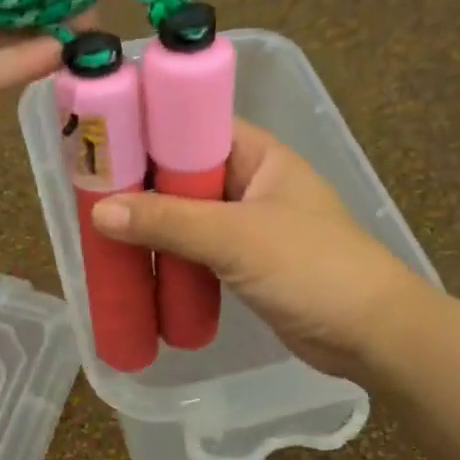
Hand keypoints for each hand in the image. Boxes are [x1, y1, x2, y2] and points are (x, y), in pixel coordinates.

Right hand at [90, 119, 421, 381]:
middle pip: (184, 172)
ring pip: (187, 214)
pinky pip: (195, 249)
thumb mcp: (237, 238)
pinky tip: (134, 264)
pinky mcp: (244, 263)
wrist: (372, 335)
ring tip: (99, 228)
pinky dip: (168, 254)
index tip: (101, 141)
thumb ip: (169, 223)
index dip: (149, 127)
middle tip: (88, 191)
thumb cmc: (313, 269)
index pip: (194, 124)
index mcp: (259, 155)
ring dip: (151, 223)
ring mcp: (248, 225)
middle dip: (141, 183)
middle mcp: (251, 182)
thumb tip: (99, 212)